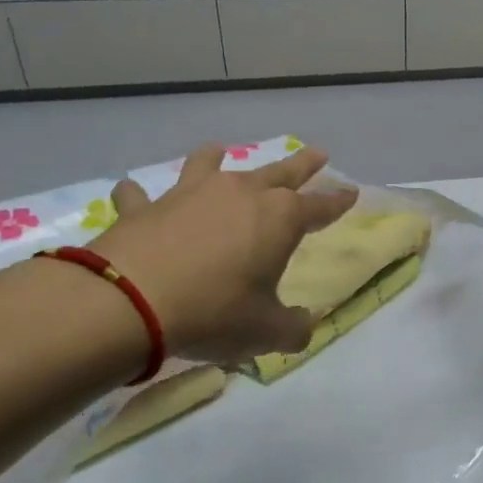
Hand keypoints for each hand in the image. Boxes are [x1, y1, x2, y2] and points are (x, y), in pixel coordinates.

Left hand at [91, 144, 356, 364]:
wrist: (130, 302)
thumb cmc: (214, 312)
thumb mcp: (266, 332)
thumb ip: (293, 328)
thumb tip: (303, 325)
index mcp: (280, 219)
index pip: (321, 206)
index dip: (338, 201)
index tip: (352, 192)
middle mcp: (240, 194)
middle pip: (280, 172)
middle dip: (302, 165)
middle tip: (318, 153)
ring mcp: (190, 194)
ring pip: (210, 165)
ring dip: (218, 158)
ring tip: (220, 151)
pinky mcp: (145, 207)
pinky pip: (142, 194)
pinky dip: (140, 194)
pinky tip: (133, 193)